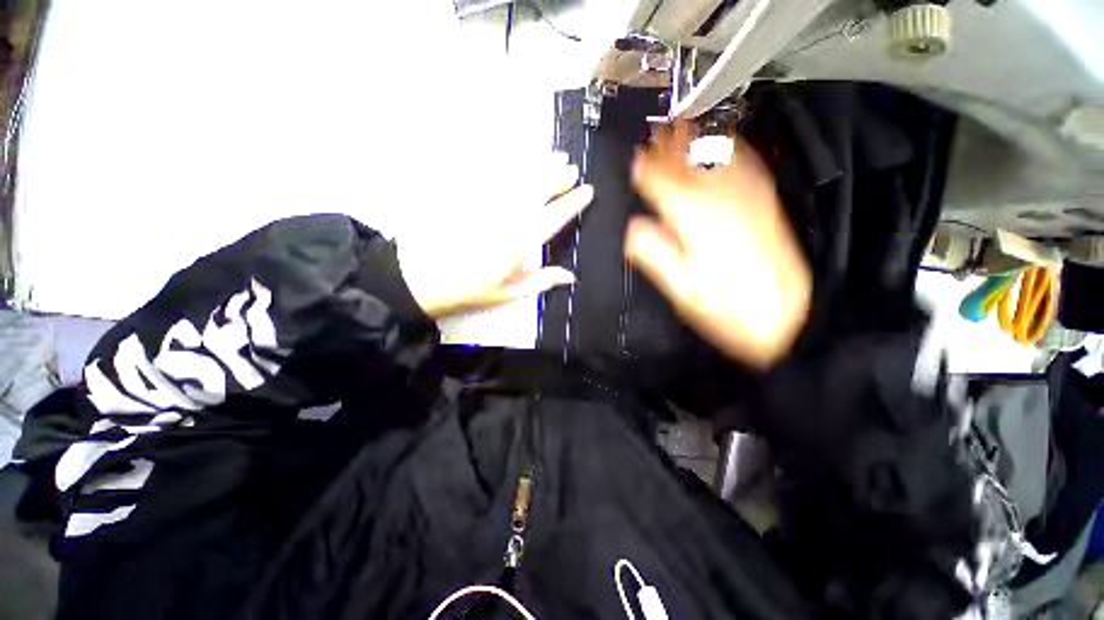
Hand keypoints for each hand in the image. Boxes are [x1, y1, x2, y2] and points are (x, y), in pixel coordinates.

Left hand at [398, 152, 593, 318]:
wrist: (422, 279)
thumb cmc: (469, 290)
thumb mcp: (508, 293)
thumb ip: (541, 281)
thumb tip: (571, 276)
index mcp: (520, 242)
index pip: (554, 216)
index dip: (573, 202)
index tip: (587, 191)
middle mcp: (507, 217)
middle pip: (538, 190)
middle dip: (558, 177)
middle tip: (572, 168)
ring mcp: (488, 202)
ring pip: (519, 177)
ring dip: (540, 165)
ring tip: (555, 156)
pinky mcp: (470, 195)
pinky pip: (493, 173)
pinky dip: (511, 163)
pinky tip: (520, 157)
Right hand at [627, 123, 810, 367]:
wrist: (787, 317)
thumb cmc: (728, 307)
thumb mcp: (681, 288)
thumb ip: (653, 253)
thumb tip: (634, 227)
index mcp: (696, 220)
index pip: (664, 184)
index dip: (646, 170)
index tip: (634, 160)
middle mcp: (722, 200)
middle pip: (689, 164)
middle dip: (668, 147)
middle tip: (653, 134)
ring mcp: (748, 198)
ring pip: (716, 158)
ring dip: (694, 142)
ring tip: (679, 129)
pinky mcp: (765, 203)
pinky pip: (744, 164)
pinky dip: (727, 149)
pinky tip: (721, 144)